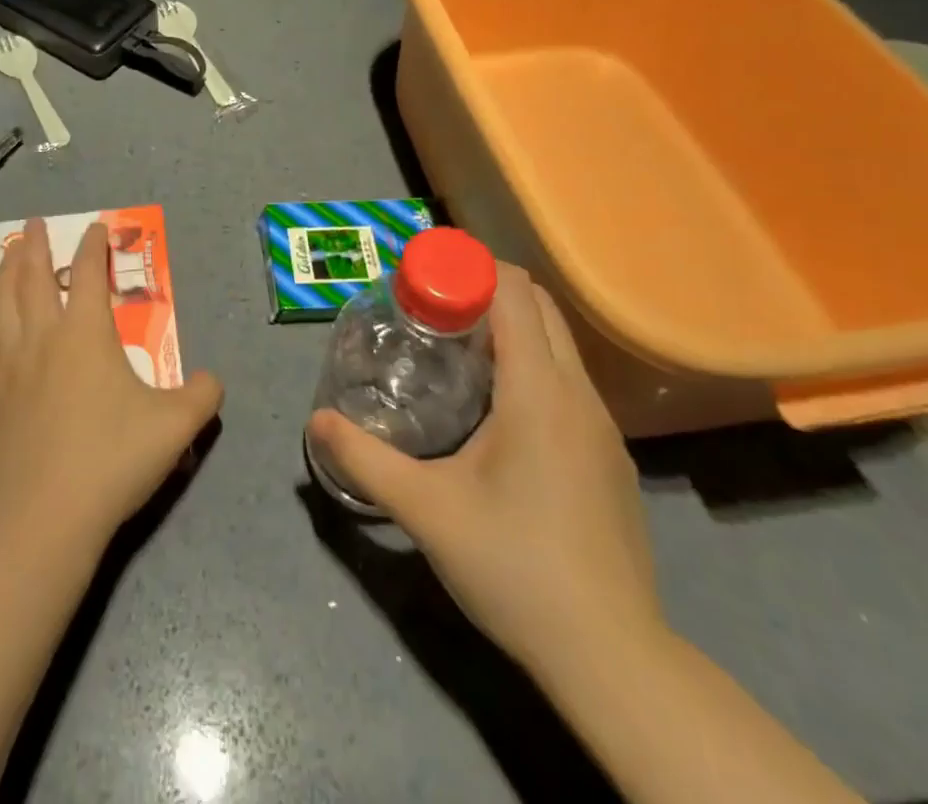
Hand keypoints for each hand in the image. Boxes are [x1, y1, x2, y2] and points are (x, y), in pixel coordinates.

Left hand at [0, 218, 223, 552]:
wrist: (46, 516)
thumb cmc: (113, 460)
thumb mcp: (176, 426)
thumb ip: (202, 396)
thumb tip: (214, 381)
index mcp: (86, 334)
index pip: (87, 274)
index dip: (92, 247)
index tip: (95, 229)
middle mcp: (43, 337)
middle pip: (33, 276)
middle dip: (36, 246)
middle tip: (34, 224)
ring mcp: (9, 364)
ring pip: (1, 302)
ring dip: (5, 271)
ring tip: (8, 253)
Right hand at [307, 269, 664, 674]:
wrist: (612, 659)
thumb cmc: (515, 567)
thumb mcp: (426, 510)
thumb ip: (365, 459)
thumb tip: (315, 421)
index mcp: (540, 392)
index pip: (516, 293)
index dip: (471, 268)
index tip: (424, 276)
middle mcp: (580, 396)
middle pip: (540, 307)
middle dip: (486, 290)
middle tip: (430, 309)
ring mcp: (604, 428)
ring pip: (559, 345)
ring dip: (510, 328)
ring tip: (454, 352)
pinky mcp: (610, 459)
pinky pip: (568, 382)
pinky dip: (531, 365)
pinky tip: (494, 412)